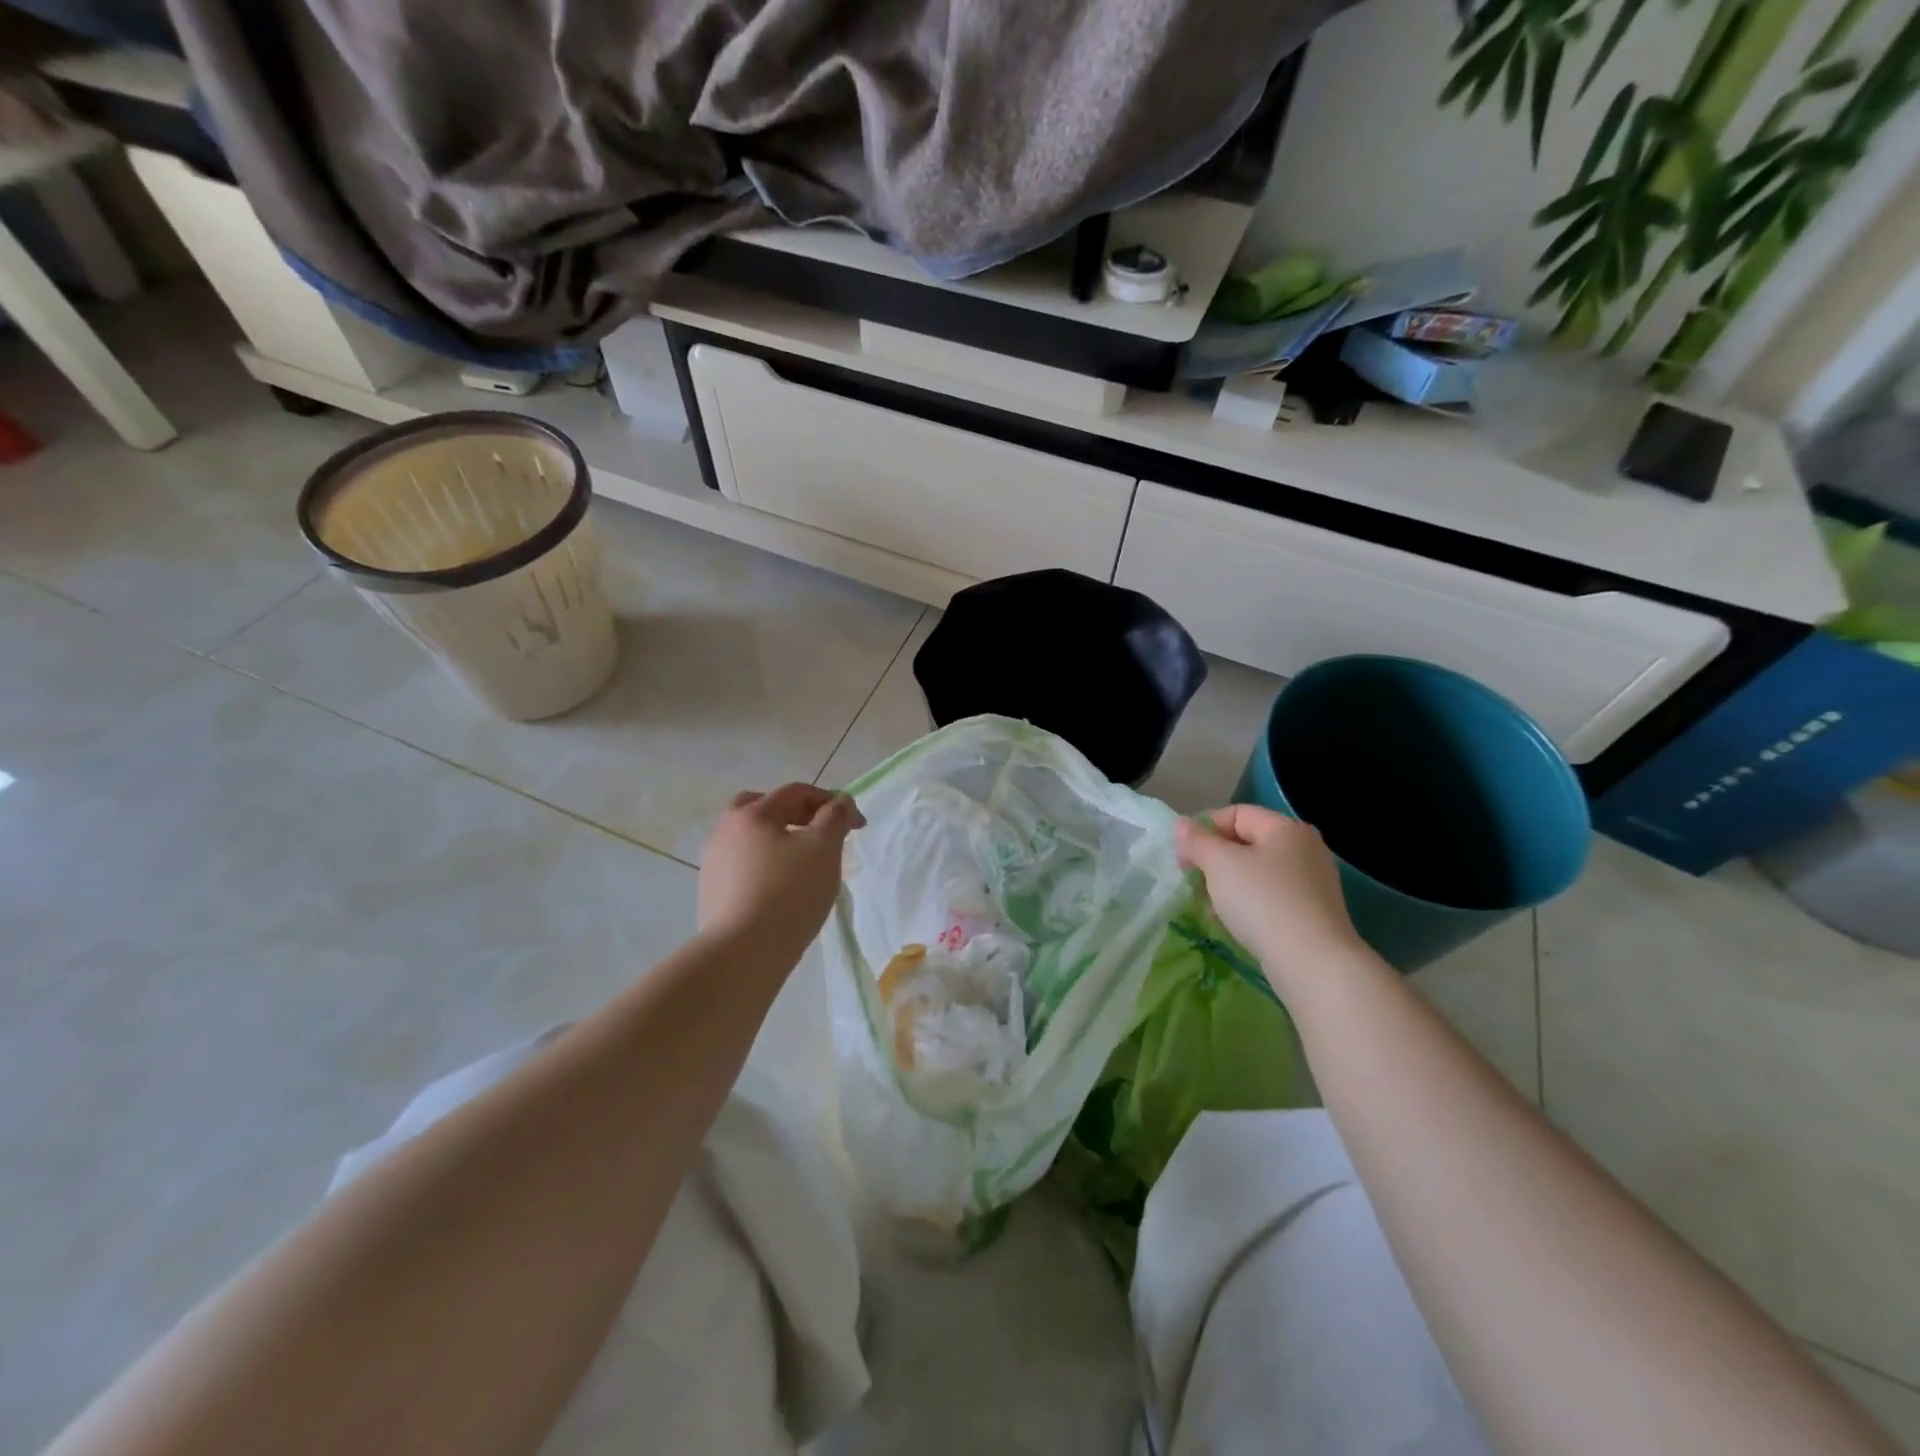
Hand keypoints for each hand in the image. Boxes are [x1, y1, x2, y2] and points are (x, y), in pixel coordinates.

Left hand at [699, 784, 864, 964]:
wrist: (743, 953)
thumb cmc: (790, 892)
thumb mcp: (824, 848)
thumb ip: (835, 817)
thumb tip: (840, 802)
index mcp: (752, 814)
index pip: (796, 792)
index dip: (831, 802)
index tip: (858, 826)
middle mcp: (725, 830)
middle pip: (764, 808)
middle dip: (797, 813)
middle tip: (822, 833)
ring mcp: (714, 862)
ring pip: (752, 838)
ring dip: (780, 840)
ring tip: (804, 862)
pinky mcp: (712, 892)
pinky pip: (744, 865)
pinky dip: (766, 865)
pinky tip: (782, 887)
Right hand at [1175, 806, 1360, 990]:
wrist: (1312, 963)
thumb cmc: (1263, 901)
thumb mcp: (1220, 864)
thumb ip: (1197, 840)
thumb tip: (1182, 825)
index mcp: (1285, 828)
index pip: (1235, 813)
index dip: (1203, 829)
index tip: (1183, 857)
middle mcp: (1304, 849)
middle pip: (1246, 843)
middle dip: (1214, 860)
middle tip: (1193, 882)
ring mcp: (1312, 882)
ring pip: (1256, 872)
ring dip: (1227, 885)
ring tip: (1209, 907)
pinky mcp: (1312, 912)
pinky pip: (1270, 897)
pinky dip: (1247, 904)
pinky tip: (1232, 923)